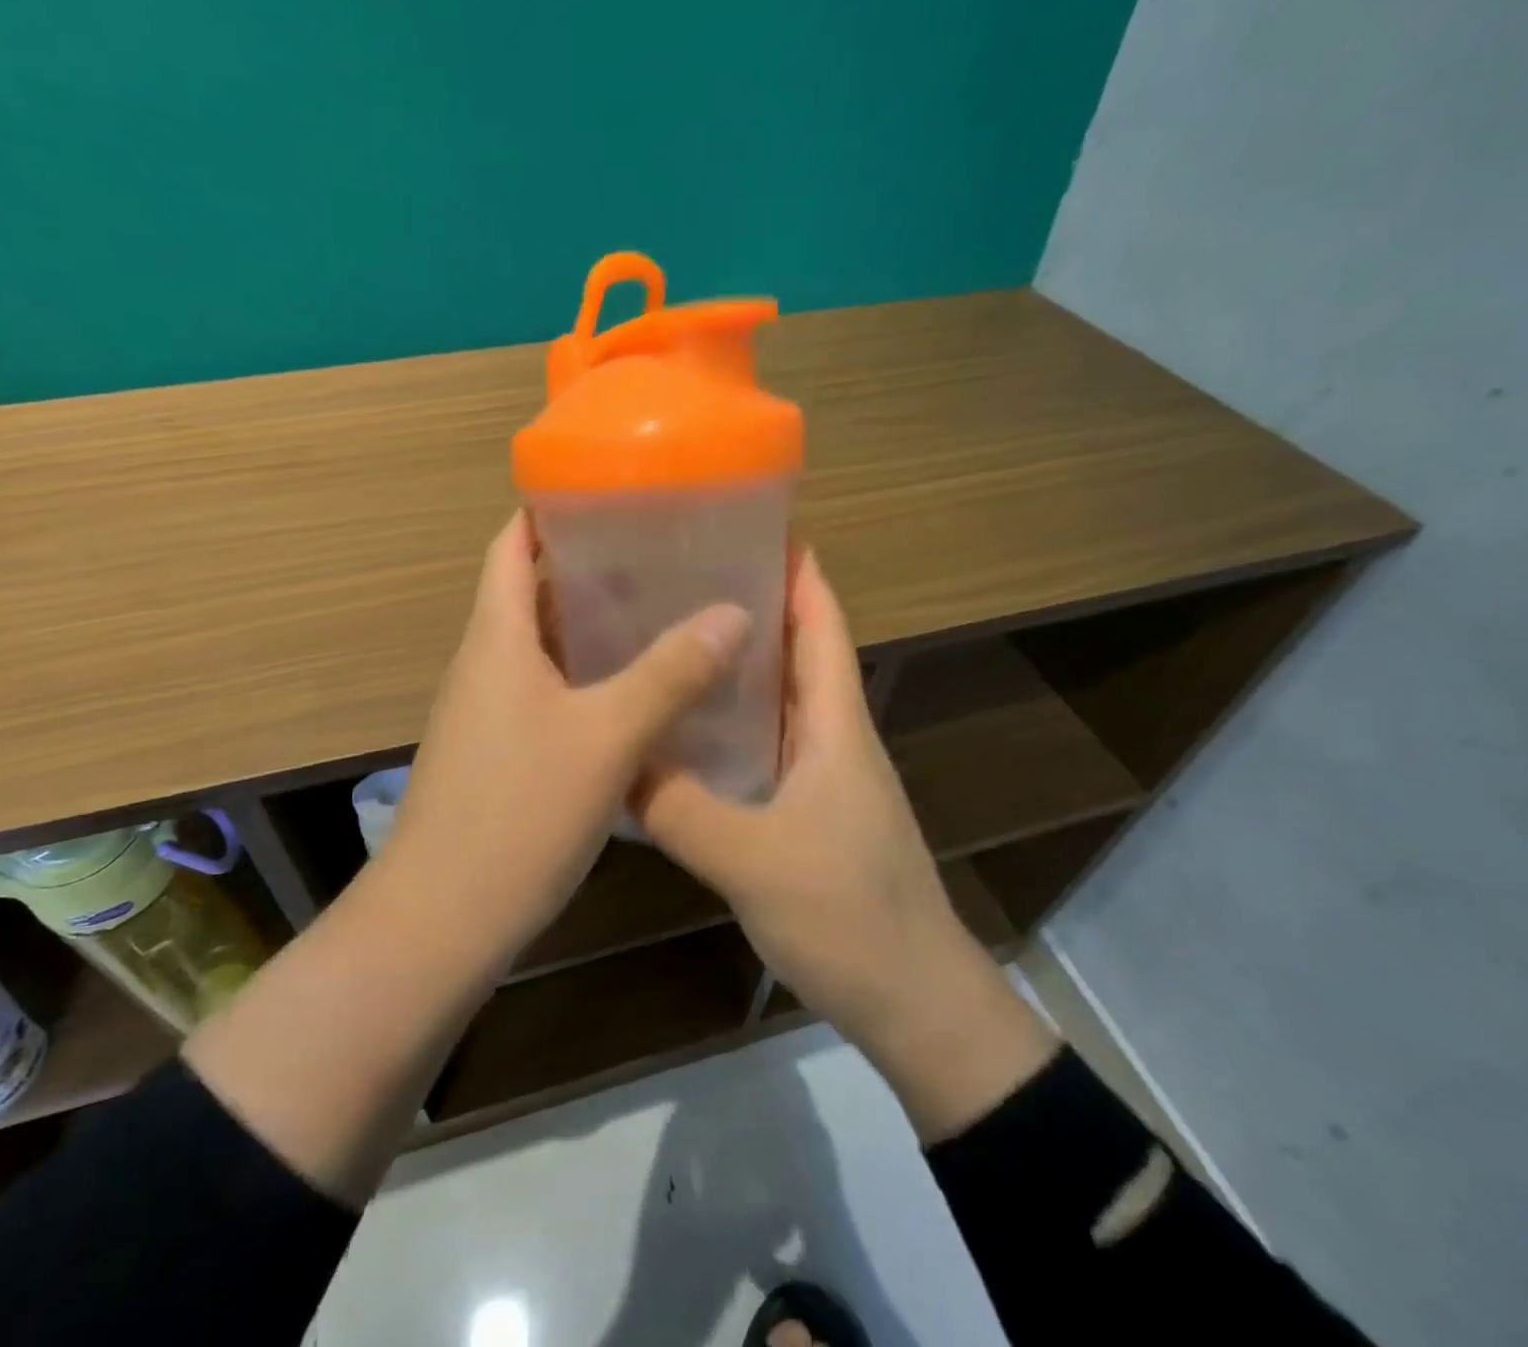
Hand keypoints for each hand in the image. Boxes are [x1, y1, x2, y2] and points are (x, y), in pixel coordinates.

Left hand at [382, 510, 751, 958]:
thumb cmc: (519, 811)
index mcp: (497, 637)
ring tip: (656, 612)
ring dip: (587, 626)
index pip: (511, 546)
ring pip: (538, 647)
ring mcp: (484, 711)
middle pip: (529, 592)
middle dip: (585, 567)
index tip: (606, 489)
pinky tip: (630, 694)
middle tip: (656, 552)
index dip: (548, 510)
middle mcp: (483, 663)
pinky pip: (540, 692)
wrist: (443, 916)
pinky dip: (581, 677)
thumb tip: (733, 614)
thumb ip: (670, 673)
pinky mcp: (494, 752)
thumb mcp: (607, 737)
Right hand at [638, 552, 1055, 1139]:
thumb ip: (679, 809)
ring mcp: (821, 776)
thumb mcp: (754, 860)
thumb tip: (613, 761)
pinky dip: (728, 724)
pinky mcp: (806, 811)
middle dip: (749, 605)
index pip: (821, 623)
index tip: (745, 524)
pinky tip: (679, 730)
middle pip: (796, 650)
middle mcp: (832, 736)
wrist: (913, 1002)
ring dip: (735, 664)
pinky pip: (762, 746)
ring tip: (668, 636)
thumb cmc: (850, 918)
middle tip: (676, 576)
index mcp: (836, 724)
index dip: (795, 569)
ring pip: (776, 699)